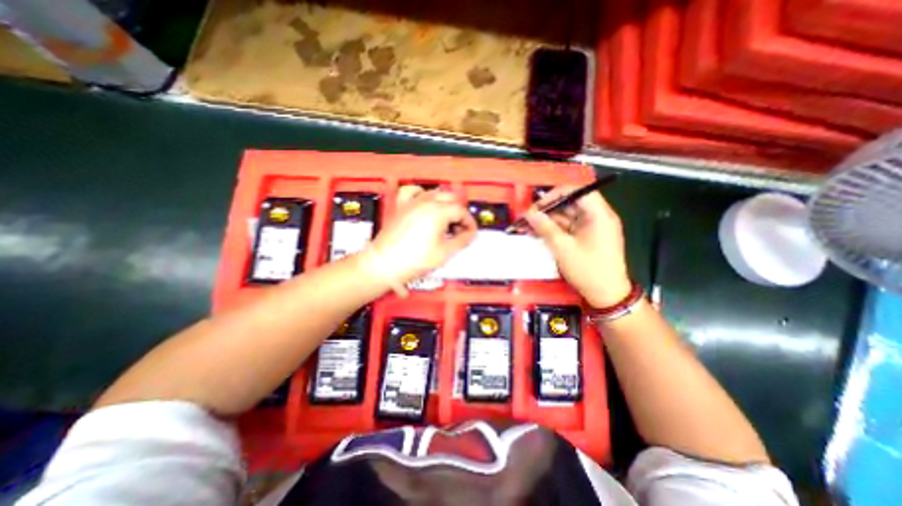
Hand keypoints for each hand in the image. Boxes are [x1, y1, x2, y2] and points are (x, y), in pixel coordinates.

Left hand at [364, 186, 482, 287]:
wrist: (384, 264)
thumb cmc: (411, 260)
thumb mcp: (444, 252)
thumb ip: (462, 240)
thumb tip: (469, 235)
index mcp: (437, 212)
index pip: (461, 211)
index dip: (469, 222)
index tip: (470, 232)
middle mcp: (425, 202)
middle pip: (450, 198)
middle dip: (459, 212)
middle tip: (460, 228)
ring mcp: (411, 203)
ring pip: (435, 192)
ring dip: (445, 204)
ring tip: (446, 220)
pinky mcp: (401, 207)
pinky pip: (413, 191)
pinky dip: (422, 194)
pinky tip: (425, 202)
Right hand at [526, 184, 627, 306]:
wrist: (606, 295)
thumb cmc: (588, 270)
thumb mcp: (563, 248)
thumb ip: (545, 228)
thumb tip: (529, 213)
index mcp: (599, 215)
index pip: (577, 191)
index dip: (555, 194)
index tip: (537, 206)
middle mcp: (597, 216)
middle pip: (570, 203)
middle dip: (548, 209)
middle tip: (528, 218)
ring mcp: (591, 227)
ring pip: (566, 215)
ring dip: (548, 220)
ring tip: (528, 226)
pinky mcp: (586, 236)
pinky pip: (568, 227)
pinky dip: (553, 229)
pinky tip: (538, 233)